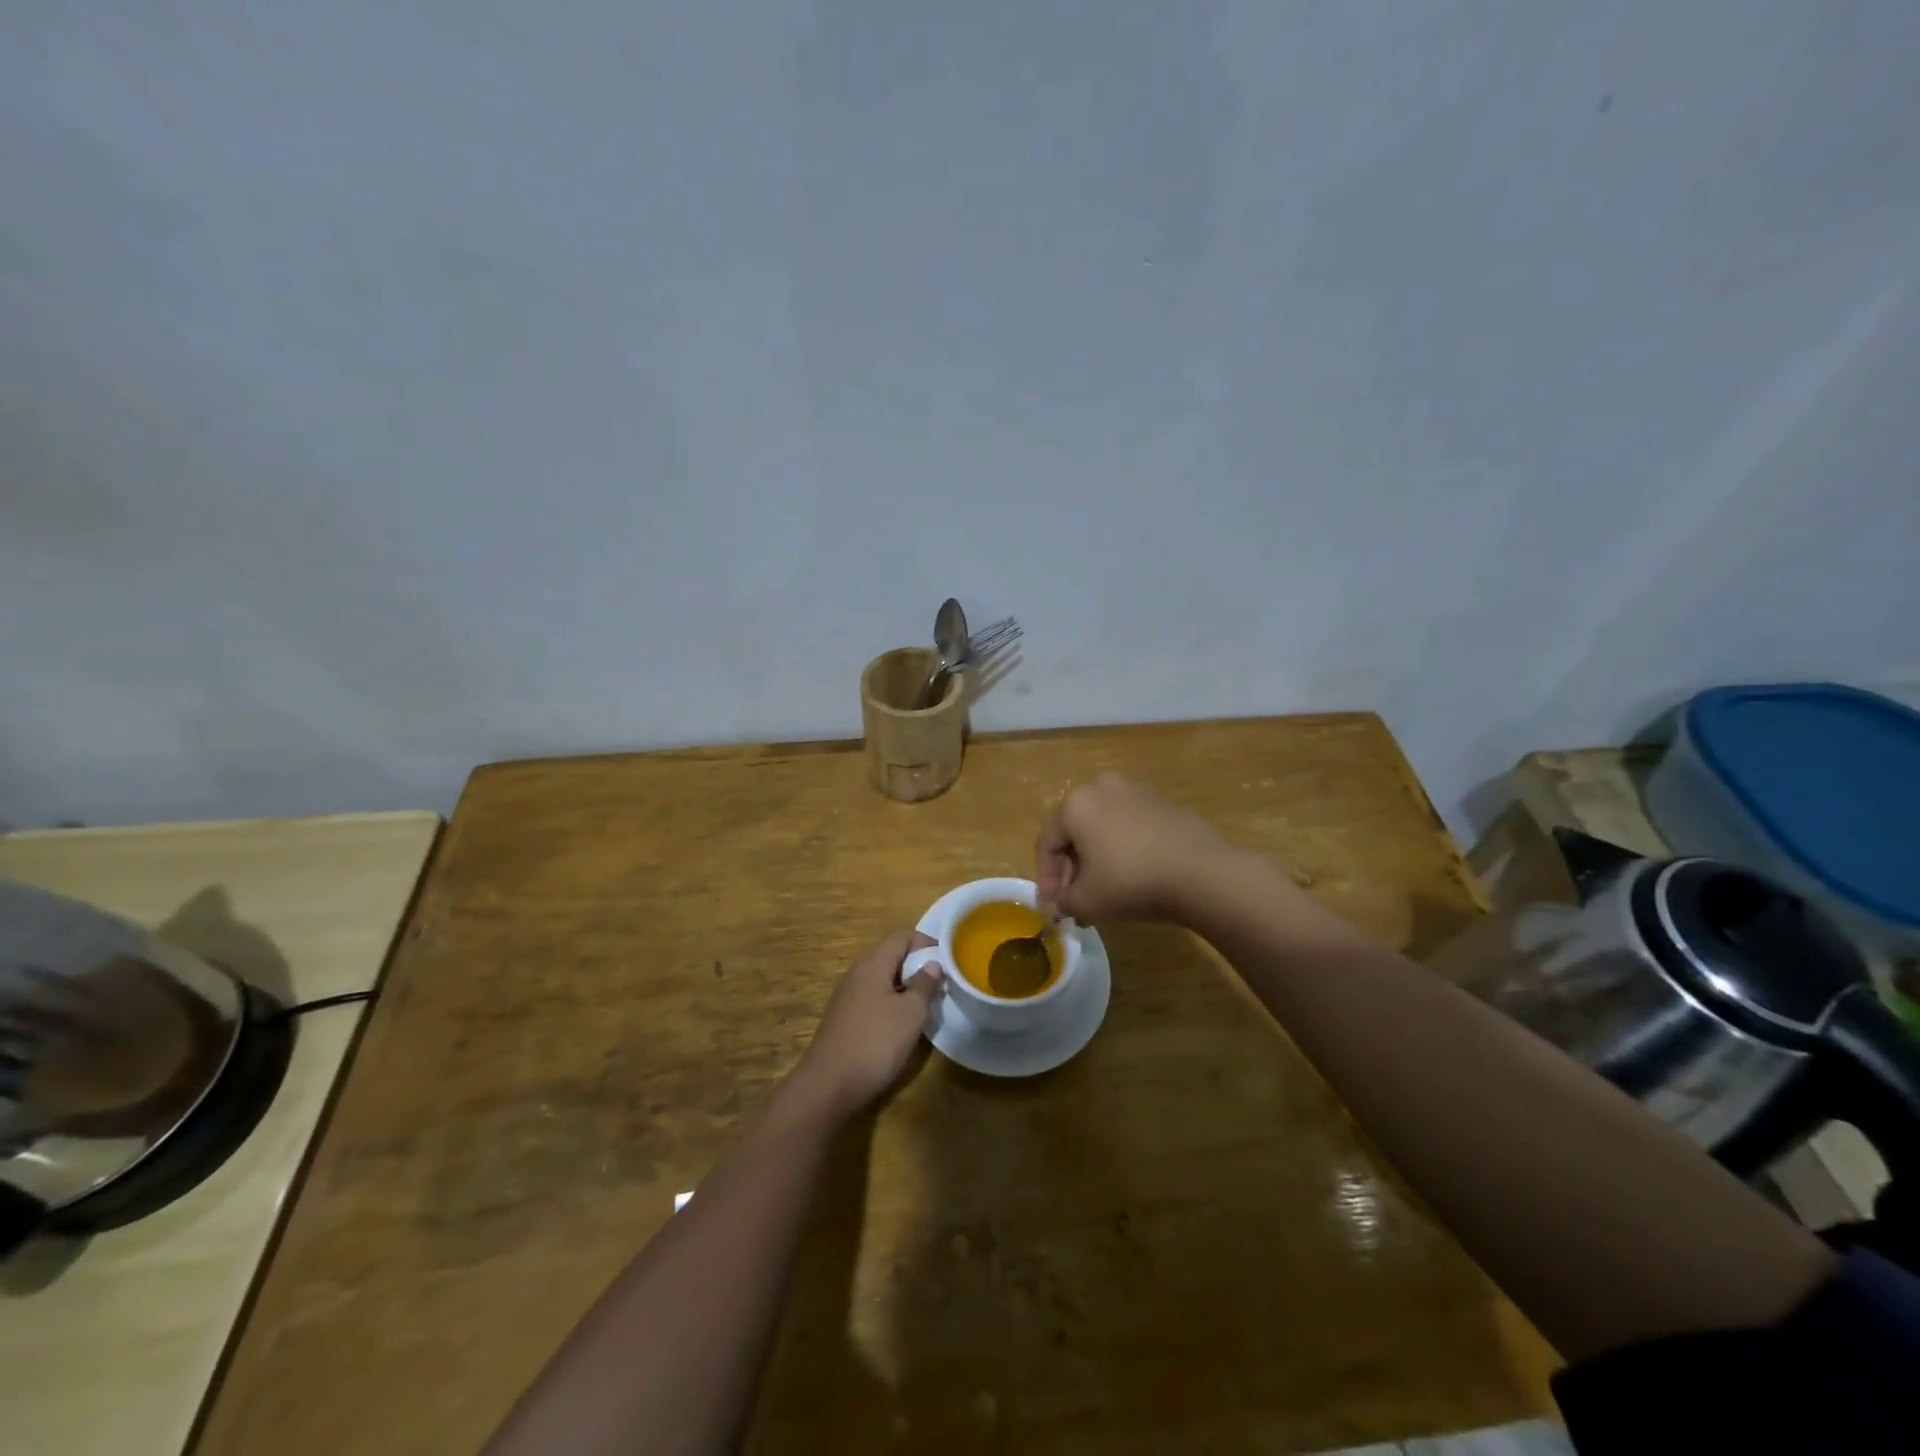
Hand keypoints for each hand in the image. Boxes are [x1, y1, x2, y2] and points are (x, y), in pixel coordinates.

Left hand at [792, 930, 942, 1118]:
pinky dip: (891, 1002)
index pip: (901, 936)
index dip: (926, 942)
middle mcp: (857, 972)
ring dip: (905, 985)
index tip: (947, 960)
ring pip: (881, 978)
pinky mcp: (843, 1018)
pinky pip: (872, 998)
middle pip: (890, 955)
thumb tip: (933, 964)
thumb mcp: (911, 1013)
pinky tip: (902, 1024)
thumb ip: (925, 985)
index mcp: (872, 963)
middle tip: (940, 983)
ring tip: (926, 1004)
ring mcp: (847, 996)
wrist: (828, 1085)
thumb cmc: (875, 1042)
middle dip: (917, 964)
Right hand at [1035, 773, 1231, 923]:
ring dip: (1096, 858)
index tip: (1054, 906)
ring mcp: (1136, 792)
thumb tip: (1062, 904)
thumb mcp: (1086, 901)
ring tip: (1103, 891)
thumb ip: (1064, 902)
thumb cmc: (1131, 882)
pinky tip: (1132, 877)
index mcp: (1076, 804)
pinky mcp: (1163, 804)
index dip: (1046, 878)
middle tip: (1075, 899)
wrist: (1202, 874)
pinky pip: (1130, 827)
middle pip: (1074, 831)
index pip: (1047, 843)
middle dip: (1071, 868)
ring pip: (1103, 827)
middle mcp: (1102, 788)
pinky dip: (1122, 849)